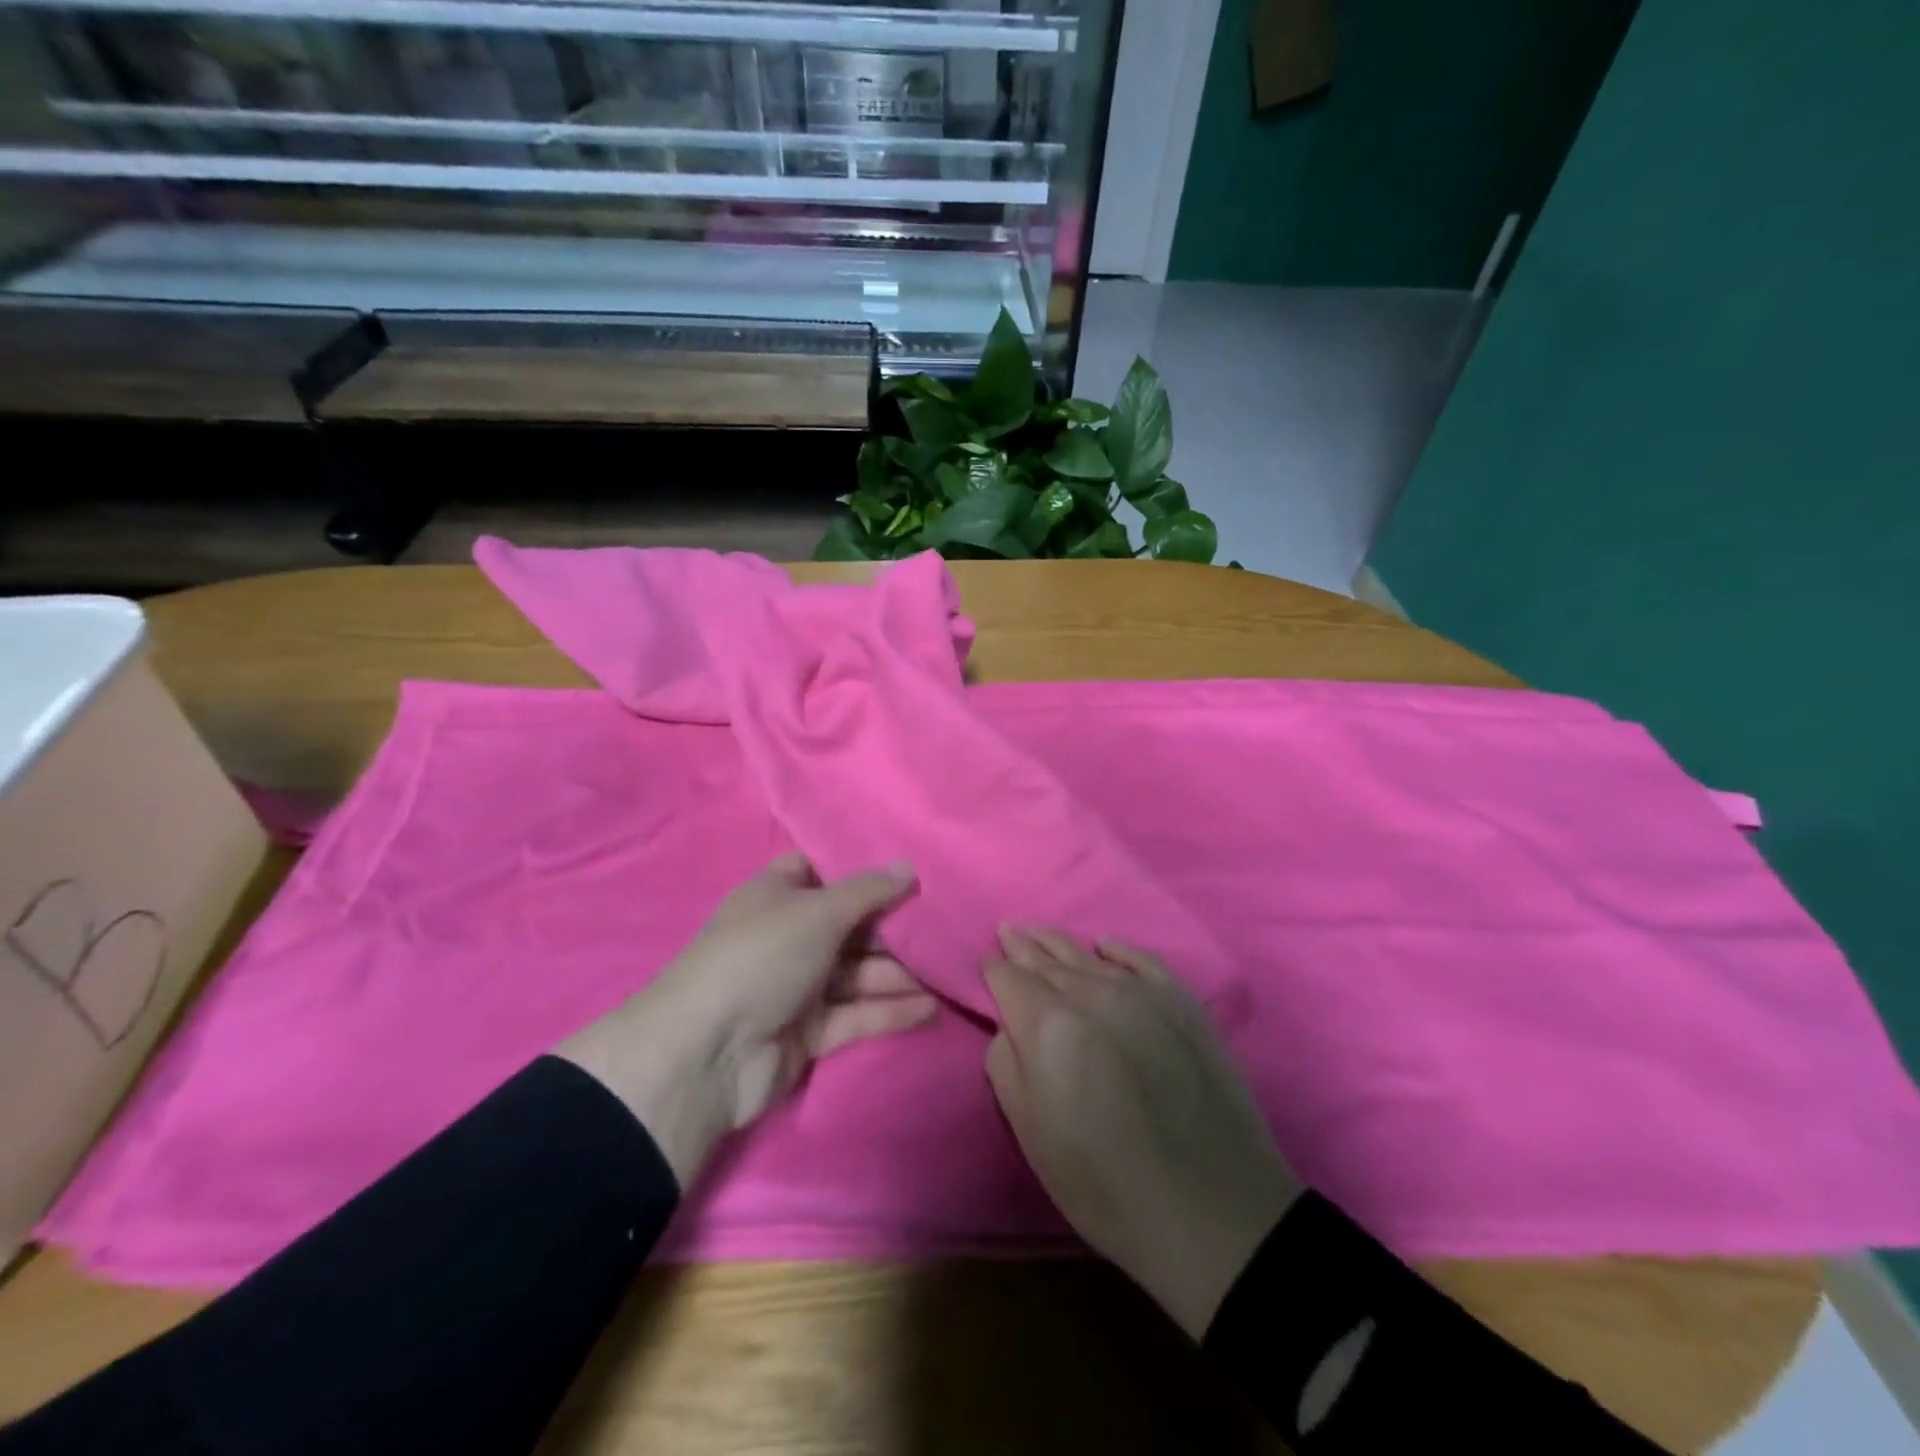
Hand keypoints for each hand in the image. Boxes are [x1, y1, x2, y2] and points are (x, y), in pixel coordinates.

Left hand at [558, 853, 936, 1186]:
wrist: (708, 1052)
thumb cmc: (761, 957)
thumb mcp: (818, 912)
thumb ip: (868, 891)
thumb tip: (909, 866)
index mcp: (775, 897)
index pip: (817, 873)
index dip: (855, 872)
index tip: (903, 874)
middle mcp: (786, 937)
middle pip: (847, 927)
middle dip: (890, 929)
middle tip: (940, 930)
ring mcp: (796, 986)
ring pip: (856, 973)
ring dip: (897, 975)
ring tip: (946, 973)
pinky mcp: (808, 1032)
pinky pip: (855, 1014)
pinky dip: (888, 1011)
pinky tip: (929, 1009)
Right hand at [985, 929, 1303, 1338]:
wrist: (1213, 1210)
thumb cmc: (1106, 1184)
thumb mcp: (1032, 1136)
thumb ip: (1007, 1066)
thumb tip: (1010, 1027)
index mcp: (1048, 1024)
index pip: (1009, 979)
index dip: (993, 970)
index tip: (986, 965)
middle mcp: (1091, 994)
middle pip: (1046, 959)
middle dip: (1023, 947)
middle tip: (1008, 930)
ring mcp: (1141, 993)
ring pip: (1088, 954)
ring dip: (1059, 942)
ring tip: (1040, 932)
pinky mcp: (1182, 1002)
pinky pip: (1141, 959)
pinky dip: (1117, 949)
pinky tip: (1105, 945)